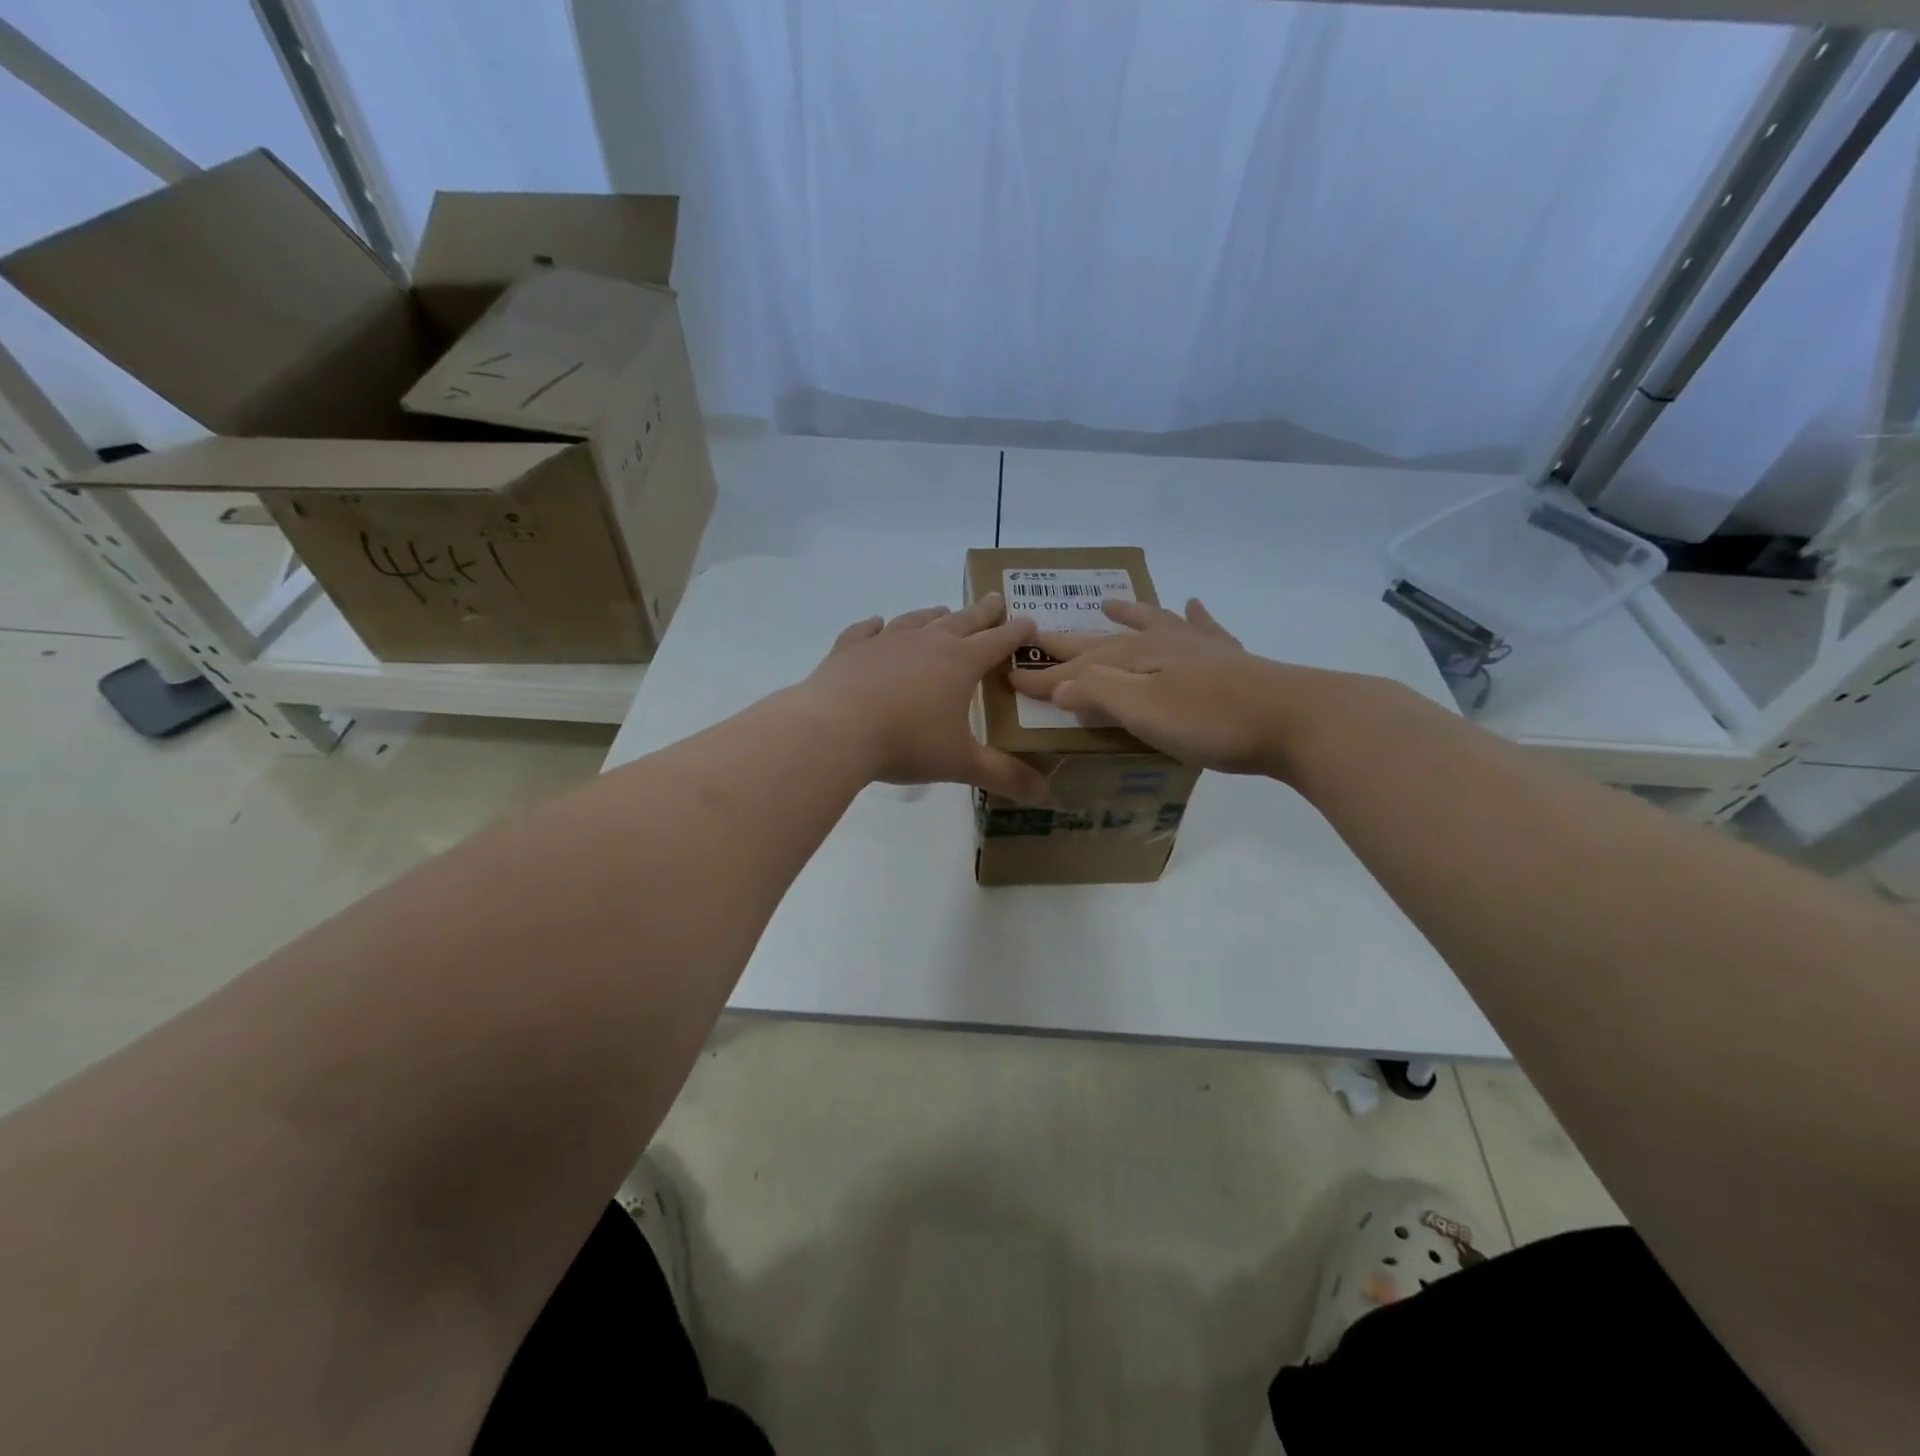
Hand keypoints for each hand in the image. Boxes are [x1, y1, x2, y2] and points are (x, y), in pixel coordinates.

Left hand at [801, 594, 1051, 802]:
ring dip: (933, 615)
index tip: (1028, 621)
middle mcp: (926, 643)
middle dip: (981, 612)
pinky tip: (877, 625)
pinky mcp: (850, 650)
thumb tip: (1047, 795)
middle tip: (994, 599)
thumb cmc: (906, 743)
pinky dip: (874, 626)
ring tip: (942, 610)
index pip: (997, 642)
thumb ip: (1004, 776)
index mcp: (959, 664)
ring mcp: (885, 642)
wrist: (835, 729)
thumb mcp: (960, 763)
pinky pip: (866, 631)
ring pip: (916, 620)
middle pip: (961, 621)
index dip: (1015, 633)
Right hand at [1010, 597, 1296, 774]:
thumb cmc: (1210, 720)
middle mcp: (1162, 643)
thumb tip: (1054, 684)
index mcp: (1135, 658)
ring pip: (1152, 624)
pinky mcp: (1230, 659)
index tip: (1010, 676)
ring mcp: (1198, 647)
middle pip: (1105, 642)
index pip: (1075, 668)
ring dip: (1127, 615)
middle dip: (1071, 643)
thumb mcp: (1142, 710)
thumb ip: (1097, 692)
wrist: (1294, 718)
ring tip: (1107, 603)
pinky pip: (1203, 628)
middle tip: (1040, 634)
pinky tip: (1193, 604)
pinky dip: (1193, 616)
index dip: (1043, 675)